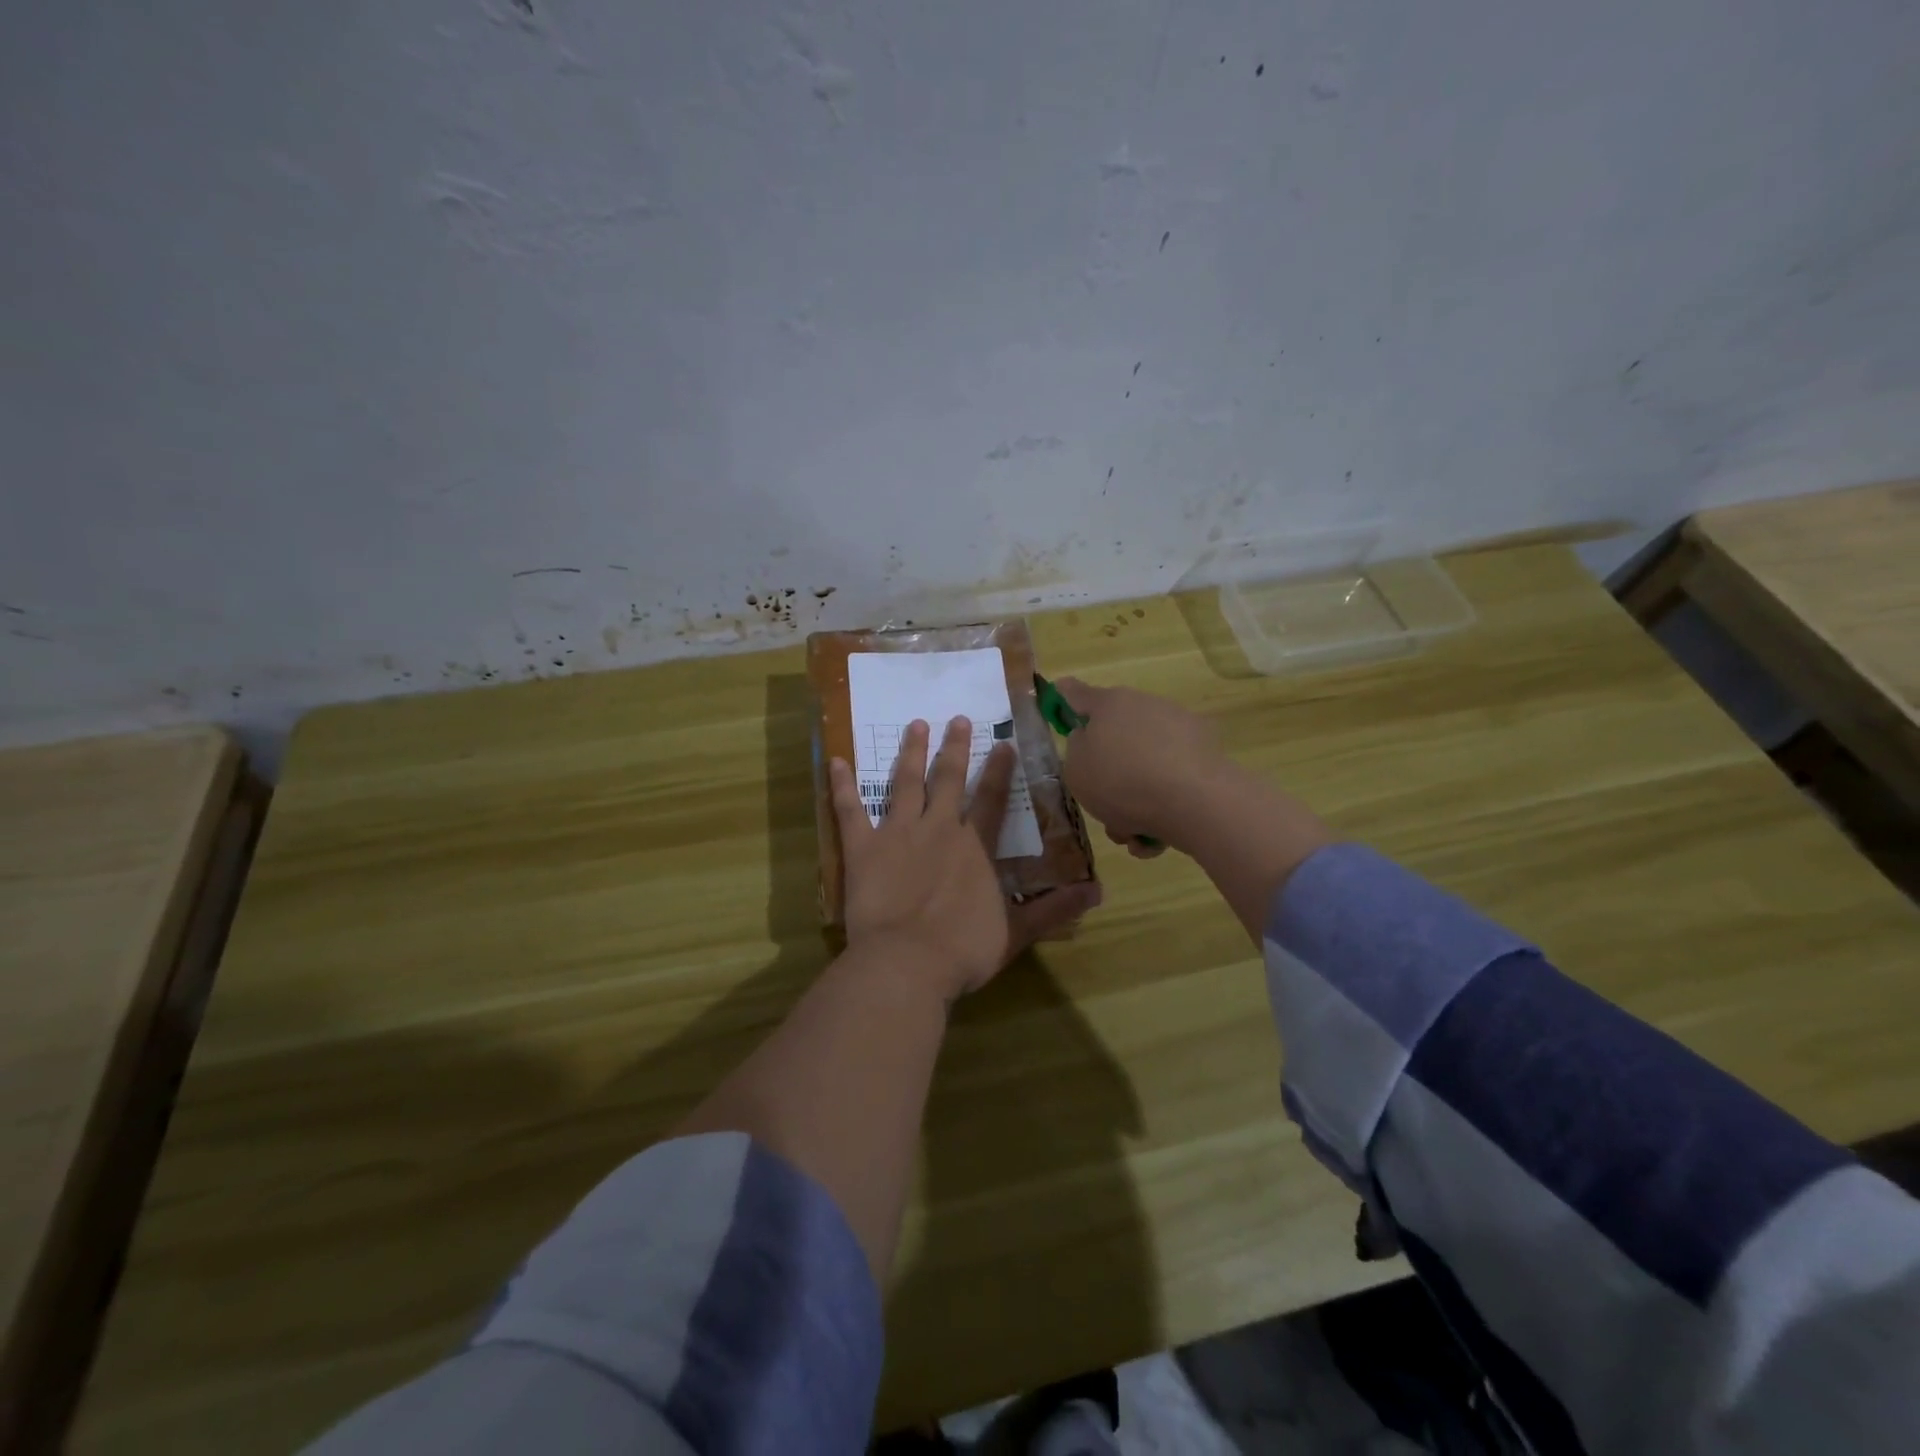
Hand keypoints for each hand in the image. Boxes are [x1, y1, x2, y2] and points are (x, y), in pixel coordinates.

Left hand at [830, 717, 1099, 1001]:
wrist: (907, 963)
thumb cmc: (963, 951)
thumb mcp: (1016, 933)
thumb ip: (1053, 909)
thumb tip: (1098, 892)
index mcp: (975, 847)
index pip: (992, 800)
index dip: (998, 771)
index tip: (1002, 743)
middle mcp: (939, 829)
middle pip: (948, 780)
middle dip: (954, 747)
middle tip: (956, 718)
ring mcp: (898, 834)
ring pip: (905, 783)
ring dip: (911, 752)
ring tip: (915, 725)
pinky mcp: (863, 848)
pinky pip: (849, 810)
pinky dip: (841, 786)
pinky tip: (836, 761)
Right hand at [1053, 678, 1233, 856]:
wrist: (1195, 802)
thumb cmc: (1121, 780)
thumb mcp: (1076, 770)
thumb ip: (1076, 750)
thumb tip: (1091, 740)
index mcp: (1109, 704)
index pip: (1076, 694)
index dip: (1063, 699)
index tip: (1059, 700)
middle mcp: (1145, 707)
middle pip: (1116, 738)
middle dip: (1108, 775)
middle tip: (1102, 806)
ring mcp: (1180, 730)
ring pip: (1144, 766)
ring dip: (1134, 801)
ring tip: (1132, 835)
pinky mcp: (1206, 756)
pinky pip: (1172, 781)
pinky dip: (1162, 807)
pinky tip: (1156, 838)